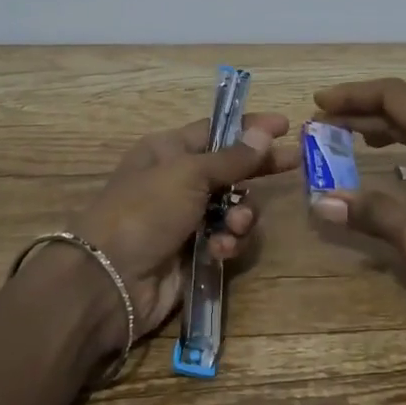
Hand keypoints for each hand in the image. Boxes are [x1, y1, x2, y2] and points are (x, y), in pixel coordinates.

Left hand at [70, 112, 296, 339]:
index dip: (249, 127)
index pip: (216, 130)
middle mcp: (178, 181)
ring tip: (235, 224)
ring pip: (234, 207)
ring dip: (242, 215)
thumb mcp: (189, 174)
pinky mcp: (194, 252)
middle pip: (230, 168)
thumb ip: (232, 157)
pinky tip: (221, 250)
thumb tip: (265, 131)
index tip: (285, 125)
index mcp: (168, 151)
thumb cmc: (145, 210)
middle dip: (259, 168)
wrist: (110, 279)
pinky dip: (228, 243)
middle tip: (295, 164)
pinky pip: (226, 239)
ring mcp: (186, 219)